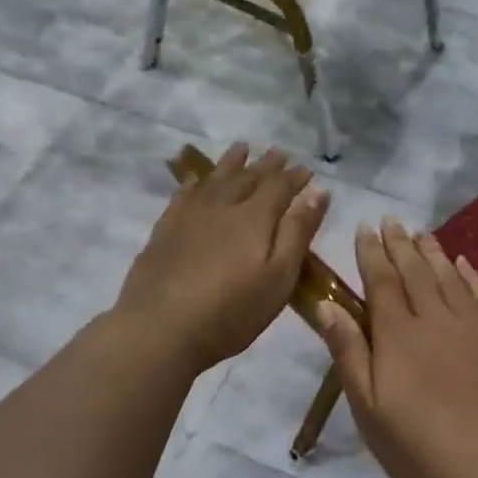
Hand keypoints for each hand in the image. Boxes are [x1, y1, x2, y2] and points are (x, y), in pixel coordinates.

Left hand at [114, 143, 328, 372]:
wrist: (160, 328)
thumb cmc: (231, 311)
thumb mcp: (278, 277)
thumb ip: (298, 232)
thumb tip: (318, 192)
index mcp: (254, 218)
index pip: (279, 187)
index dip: (295, 177)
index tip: (307, 170)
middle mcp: (222, 207)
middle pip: (248, 178)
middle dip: (267, 165)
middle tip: (279, 152)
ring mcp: (189, 217)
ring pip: (214, 180)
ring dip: (231, 163)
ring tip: (241, 148)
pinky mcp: (164, 231)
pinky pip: (182, 196)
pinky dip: (193, 184)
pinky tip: (194, 181)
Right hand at [311, 219, 477, 477]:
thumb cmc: (417, 448)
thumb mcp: (368, 407)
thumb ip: (348, 351)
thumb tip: (326, 304)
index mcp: (398, 334)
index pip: (380, 281)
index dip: (371, 253)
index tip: (364, 228)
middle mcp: (436, 318)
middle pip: (415, 271)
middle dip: (400, 244)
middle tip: (391, 221)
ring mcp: (474, 326)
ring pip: (450, 276)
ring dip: (433, 252)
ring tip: (422, 233)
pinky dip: (471, 275)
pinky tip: (464, 264)